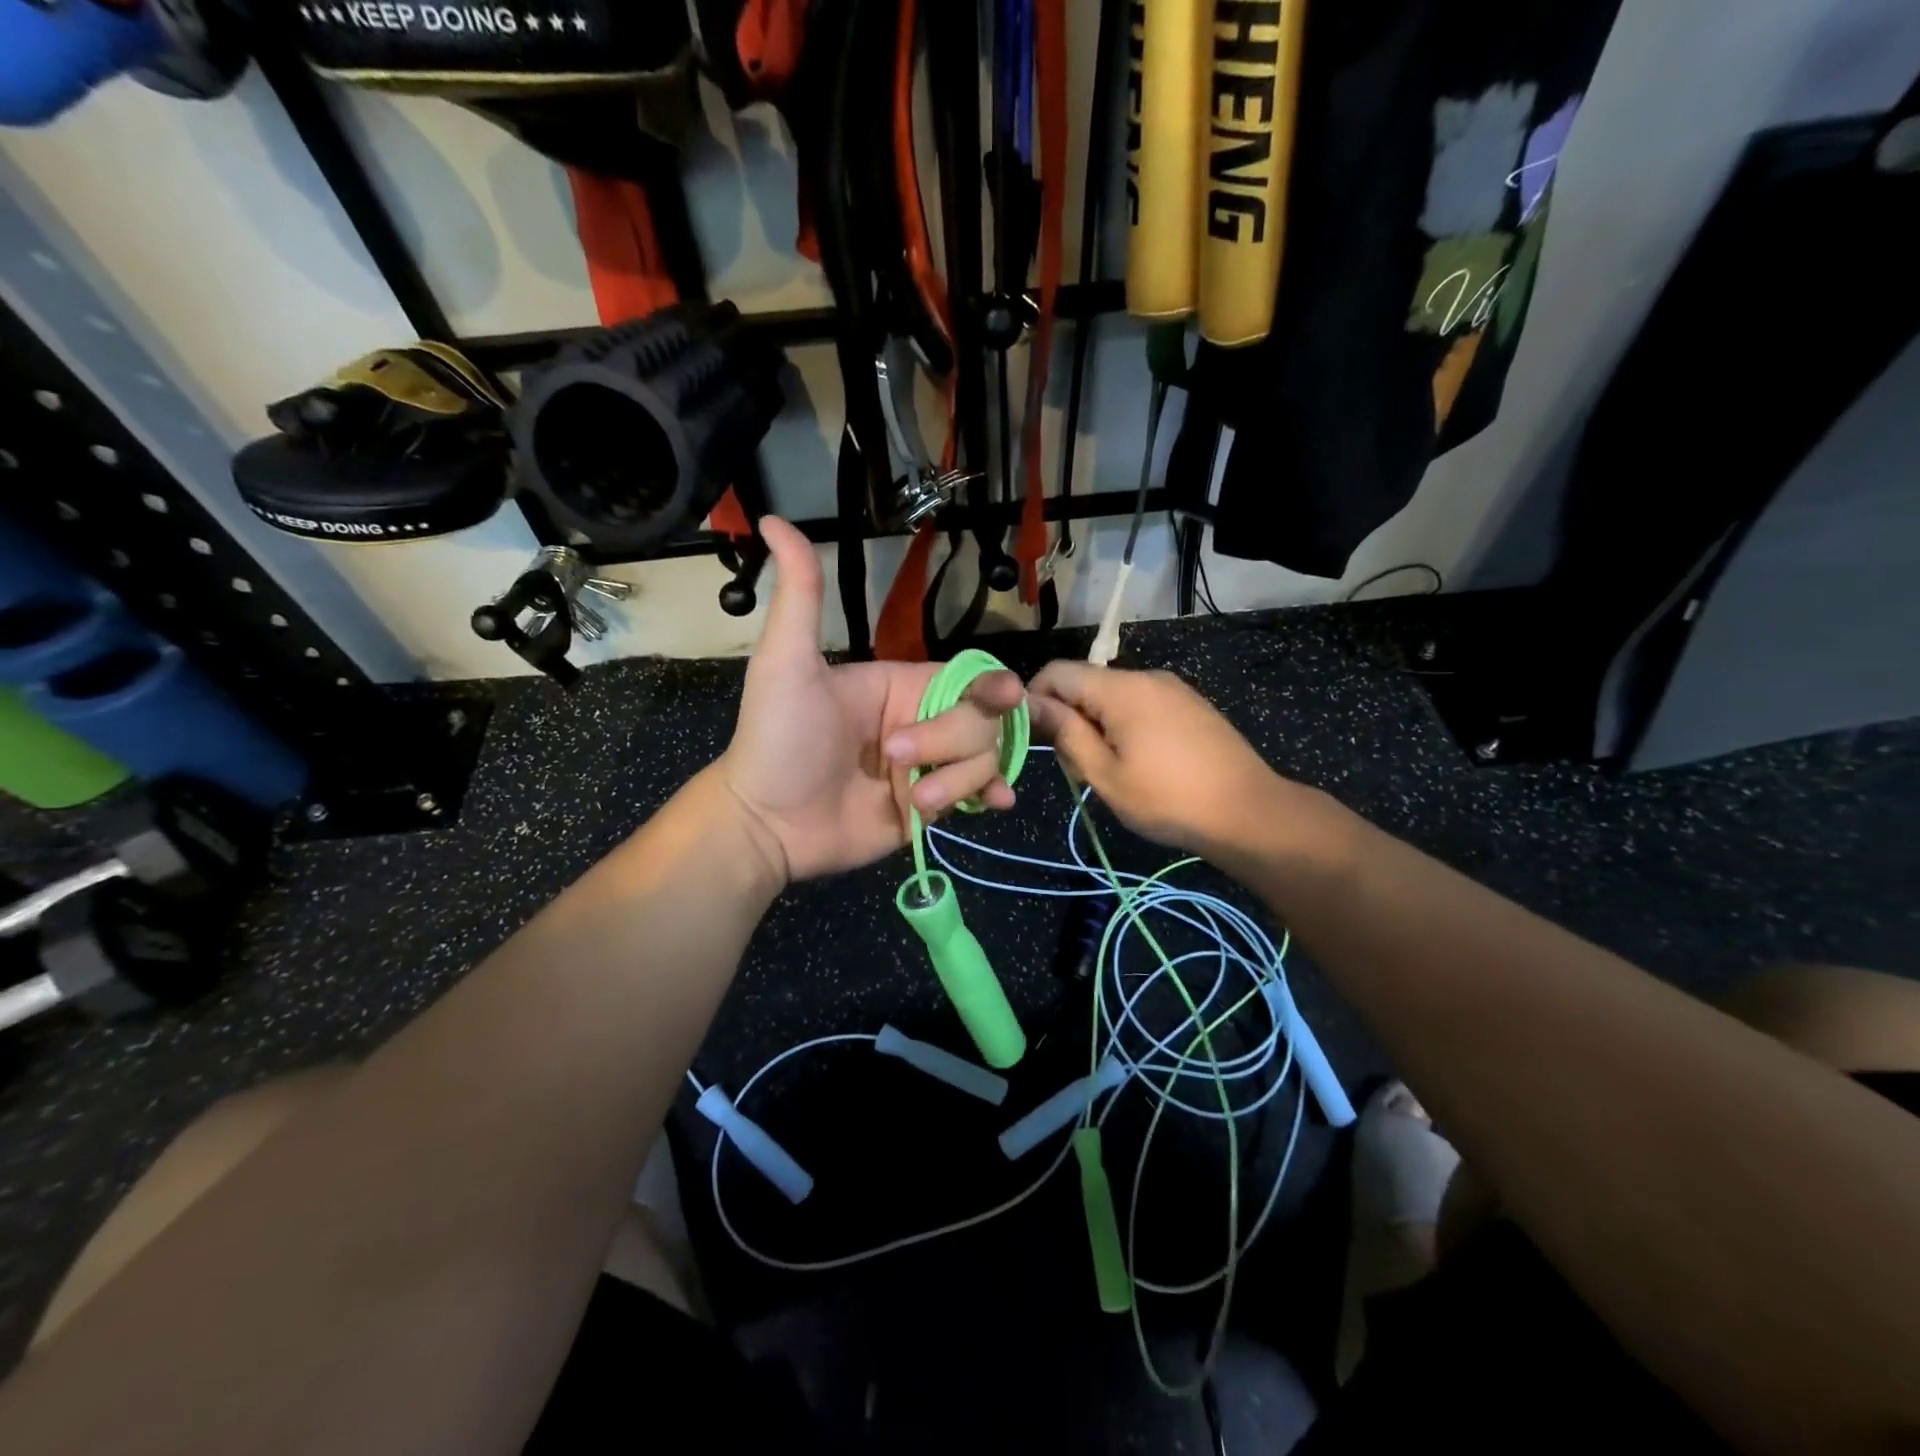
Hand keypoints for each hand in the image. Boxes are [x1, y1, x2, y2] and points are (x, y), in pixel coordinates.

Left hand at [720, 518, 1024, 882]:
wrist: (766, 823)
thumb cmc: (778, 738)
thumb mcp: (787, 662)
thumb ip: (801, 595)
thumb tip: (774, 519)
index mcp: (901, 685)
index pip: (967, 678)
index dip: (991, 687)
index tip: (1007, 697)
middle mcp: (922, 722)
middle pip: (982, 721)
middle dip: (949, 742)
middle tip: (897, 760)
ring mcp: (928, 766)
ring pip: (984, 760)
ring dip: (958, 782)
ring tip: (914, 800)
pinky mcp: (929, 808)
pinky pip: (976, 796)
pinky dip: (989, 796)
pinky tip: (992, 804)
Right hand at [1028, 661, 1318, 859]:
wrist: (1249, 812)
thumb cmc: (1168, 799)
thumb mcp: (1105, 774)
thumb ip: (1066, 734)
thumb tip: (1031, 704)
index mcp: (1121, 688)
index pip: (1058, 672)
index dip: (1035, 698)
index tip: (1035, 737)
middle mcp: (1146, 676)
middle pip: (1086, 683)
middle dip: (1069, 717)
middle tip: (1075, 766)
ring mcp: (1173, 689)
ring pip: (1113, 696)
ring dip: (1096, 724)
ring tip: (1108, 770)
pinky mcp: (1190, 705)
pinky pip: (1141, 704)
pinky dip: (1124, 725)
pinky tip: (1139, 762)